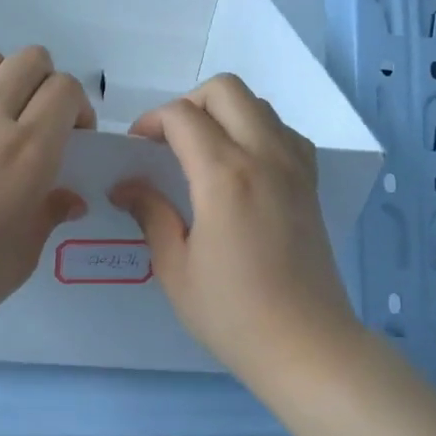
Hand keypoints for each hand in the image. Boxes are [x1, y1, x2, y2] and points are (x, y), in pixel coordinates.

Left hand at [0, 46, 92, 352]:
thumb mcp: (23, 256)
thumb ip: (49, 215)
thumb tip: (70, 198)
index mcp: (28, 152)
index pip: (65, 90)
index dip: (78, 108)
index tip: (73, 140)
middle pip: (29, 60)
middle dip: (45, 83)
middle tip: (39, 122)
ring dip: (0, 78)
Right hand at [110, 74, 361, 386]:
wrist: (305, 345)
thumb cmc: (231, 314)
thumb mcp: (175, 268)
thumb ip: (151, 215)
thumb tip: (125, 187)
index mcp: (224, 176)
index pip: (182, 116)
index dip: (151, 122)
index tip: (135, 149)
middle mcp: (264, 156)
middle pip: (226, 90)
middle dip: (188, 103)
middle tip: (168, 142)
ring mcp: (294, 168)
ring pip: (259, 105)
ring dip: (224, 114)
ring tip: (201, 153)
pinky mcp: (310, 185)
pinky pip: (284, 133)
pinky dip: (258, 131)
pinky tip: (241, 168)